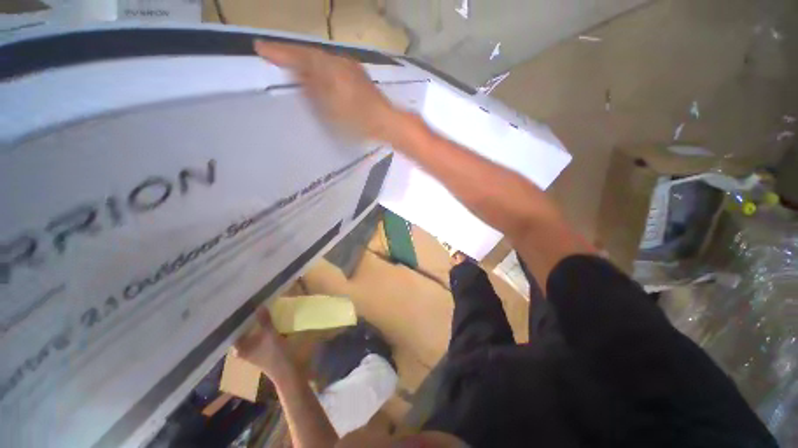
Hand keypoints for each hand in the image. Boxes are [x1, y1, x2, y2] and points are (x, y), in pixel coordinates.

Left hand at [235, 308, 292, 381]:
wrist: (289, 372)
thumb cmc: (276, 356)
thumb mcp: (271, 336)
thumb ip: (265, 321)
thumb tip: (259, 305)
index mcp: (239, 348)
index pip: (233, 329)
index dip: (236, 317)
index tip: (240, 304)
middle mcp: (243, 348)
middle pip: (243, 329)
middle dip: (248, 317)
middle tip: (251, 302)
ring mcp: (253, 348)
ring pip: (252, 330)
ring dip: (257, 321)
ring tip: (260, 306)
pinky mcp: (263, 347)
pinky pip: (260, 333)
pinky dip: (263, 325)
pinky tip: (268, 317)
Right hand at [253, 40, 401, 141]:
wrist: (385, 121)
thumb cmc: (356, 119)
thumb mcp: (328, 108)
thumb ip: (311, 89)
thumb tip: (298, 74)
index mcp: (329, 67)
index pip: (298, 55)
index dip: (278, 52)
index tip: (259, 47)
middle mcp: (339, 62)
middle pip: (310, 55)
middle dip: (291, 56)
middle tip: (273, 56)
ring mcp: (351, 68)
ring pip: (322, 61)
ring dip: (307, 63)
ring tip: (293, 68)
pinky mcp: (358, 77)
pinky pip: (333, 69)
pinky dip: (322, 71)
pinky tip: (319, 78)